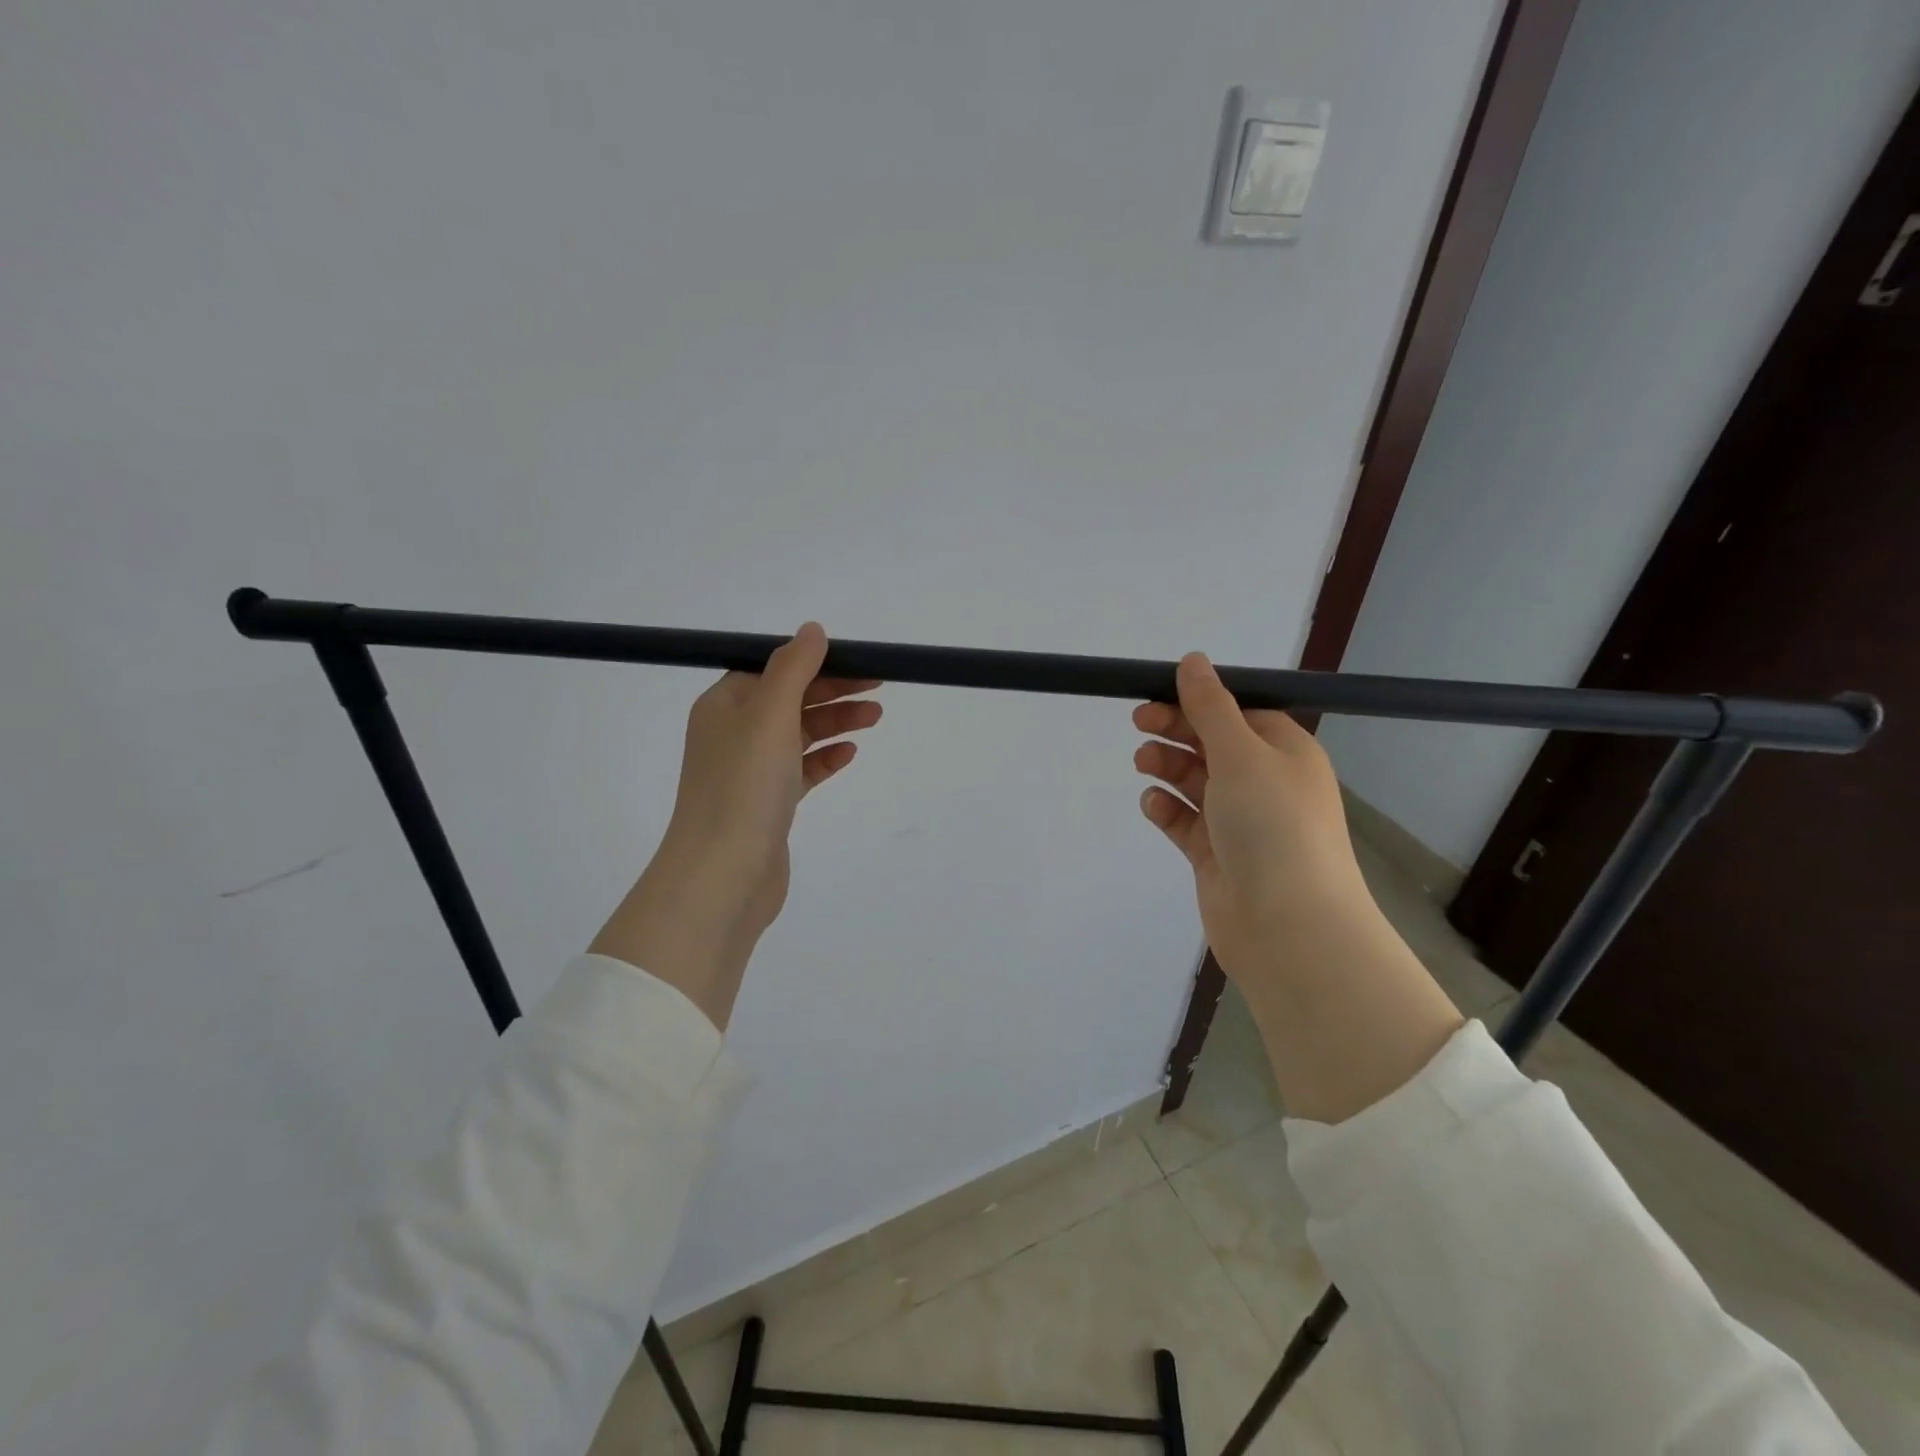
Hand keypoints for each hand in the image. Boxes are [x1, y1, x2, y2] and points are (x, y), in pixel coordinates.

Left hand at [591, 623, 880, 1029]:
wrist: (724, 876)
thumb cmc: (744, 786)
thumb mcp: (769, 715)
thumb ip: (793, 668)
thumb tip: (812, 630)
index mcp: (724, 705)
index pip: (774, 669)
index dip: (816, 662)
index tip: (859, 661)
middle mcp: (733, 734)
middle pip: (790, 699)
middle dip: (833, 690)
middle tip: (880, 687)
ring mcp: (750, 772)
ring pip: (799, 734)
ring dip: (836, 721)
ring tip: (876, 716)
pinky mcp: (768, 805)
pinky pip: (801, 770)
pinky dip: (825, 758)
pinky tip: (850, 753)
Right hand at [1132, 653, 1371, 980]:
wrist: (1289, 927)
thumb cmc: (1272, 825)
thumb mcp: (1241, 753)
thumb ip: (1210, 706)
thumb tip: (1192, 660)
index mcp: (1284, 752)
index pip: (1238, 712)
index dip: (1198, 700)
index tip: (1157, 693)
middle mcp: (1265, 783)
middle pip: (1213, 744)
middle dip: (1176, 730)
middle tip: (1139, 722)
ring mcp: (1240, 821)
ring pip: (1195, 781)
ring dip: (1168, 767)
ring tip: (1143, 764)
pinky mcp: (1217, 855)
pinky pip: (1186, 822)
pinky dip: (1167, 810)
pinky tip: (1152, 805)